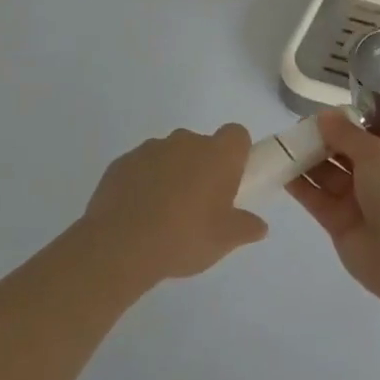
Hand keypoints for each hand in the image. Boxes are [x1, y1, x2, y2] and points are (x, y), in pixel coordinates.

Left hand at [82, 125, 266, 281]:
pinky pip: (142, 166)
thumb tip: (260, 226)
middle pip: (202, 145)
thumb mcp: (225, 240)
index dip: (236, 153)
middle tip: (199, 203)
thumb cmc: (184, 237)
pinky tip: (138, 212)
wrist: (120, 245)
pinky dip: (144, 181)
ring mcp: (150, 148)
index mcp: (217, 155)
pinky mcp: (122, 162)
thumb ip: (246, 228)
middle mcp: (186, 142)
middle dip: (202, 167)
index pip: (236, 134)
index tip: (231, 179)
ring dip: (172, 173)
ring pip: (170, 154)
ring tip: (164, 213)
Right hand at [286, 111, 379, 300]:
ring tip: (282, 145)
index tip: (323, 112)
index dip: (349, 120)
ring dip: (308, 160)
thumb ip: (346, 133)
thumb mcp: (376, 152)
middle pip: (347, 151)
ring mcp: (360, 199)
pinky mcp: (340, 222)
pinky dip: (301, 186)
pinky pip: (318, 198)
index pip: (373, 130)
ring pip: (330, 174)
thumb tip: (324, 115)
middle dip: (324, 139)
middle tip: (296, 127)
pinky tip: (280, 170)